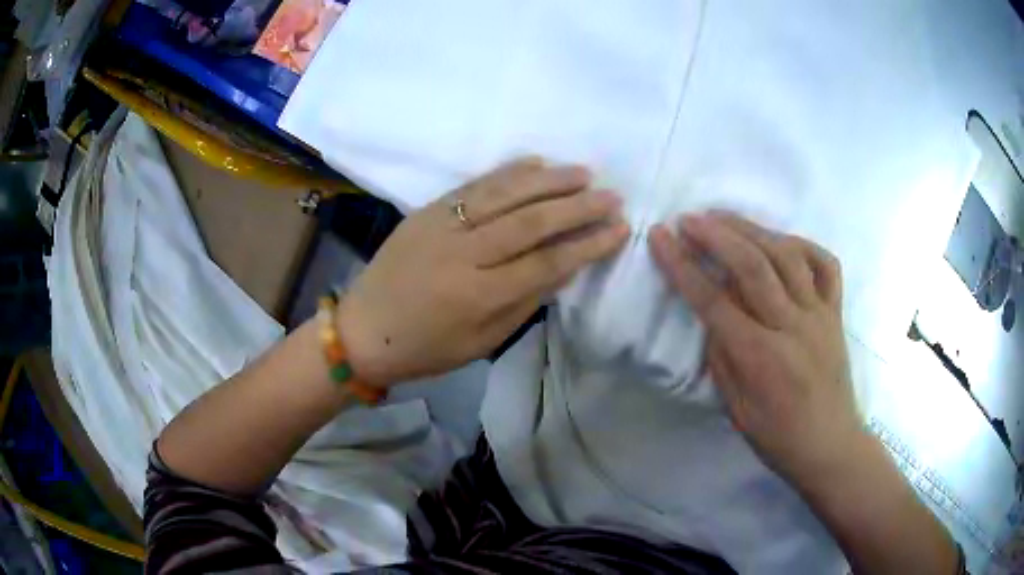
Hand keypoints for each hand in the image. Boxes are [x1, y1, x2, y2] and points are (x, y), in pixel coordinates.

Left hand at [339, 158, 629, 387]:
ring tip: (583, 173)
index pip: (547, 263)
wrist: (364, 330)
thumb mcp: (482, 342)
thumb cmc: (426, 348)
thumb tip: (567, 267)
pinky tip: (535, 162)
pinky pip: (473, 185)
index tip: (620, 230)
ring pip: (504, 194)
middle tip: (612, 196)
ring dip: (549, 180)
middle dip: (578, 207)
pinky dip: (507, 171)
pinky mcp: (426, 211)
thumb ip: (526, 302)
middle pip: (531, 222)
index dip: (588, 245)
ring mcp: (441, 226)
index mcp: (479, 297)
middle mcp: (463, 254)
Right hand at [649, 211, 862, 489]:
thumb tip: (713, 314)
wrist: (829, 445)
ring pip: (787, 256)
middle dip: (716, 235)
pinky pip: (826, 265)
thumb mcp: (736, 410)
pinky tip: (781, 240)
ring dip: (753, 229)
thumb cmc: (778, 437)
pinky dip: (804, 244)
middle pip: (753, 266)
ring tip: (725, 218)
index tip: (660, 237)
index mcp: (761, 359)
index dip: (682, 266)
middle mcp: (792, 328)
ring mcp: (819, 315)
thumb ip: (723, 357)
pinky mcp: (836, 312)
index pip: (713, 301)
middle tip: (690, 218)